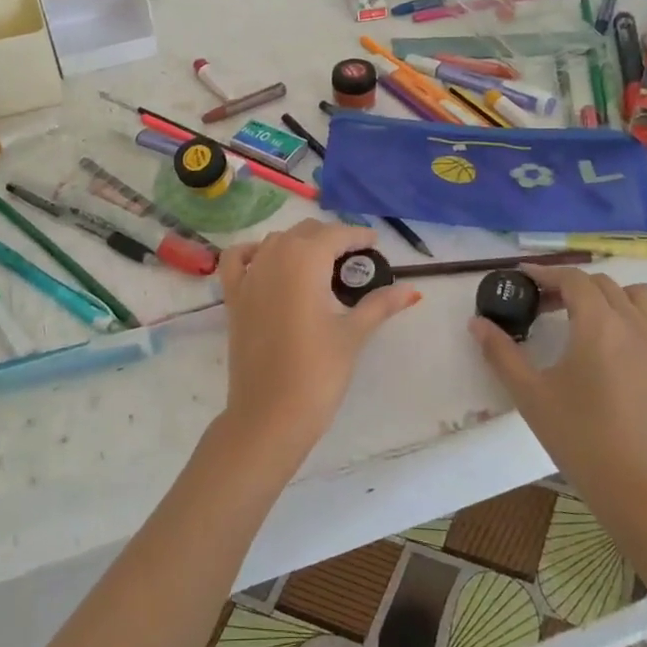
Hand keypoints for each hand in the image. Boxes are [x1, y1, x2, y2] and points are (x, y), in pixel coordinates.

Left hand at [217, 220, 420, 466]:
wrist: (269, 414)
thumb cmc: (318, 372)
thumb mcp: (353, 334)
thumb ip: (380, 305)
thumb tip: (414, 291)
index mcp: (304, 260)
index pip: (335, 235)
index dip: (357, 236)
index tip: (374, 244)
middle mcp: (273, 258)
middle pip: (305, 233)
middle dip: (330, 238)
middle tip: (354, 259)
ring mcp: (248, 277)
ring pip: (275, 242)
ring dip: (298, 243)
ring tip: (321, 264)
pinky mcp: (232, 298)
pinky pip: (237, 260)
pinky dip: (252, 253)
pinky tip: (267, 262)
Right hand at [470, 265, 646, 529]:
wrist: (634, 486)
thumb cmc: (577, 436)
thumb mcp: (529, 393)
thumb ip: (500, 353)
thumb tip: (477, 323)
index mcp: (597, 325)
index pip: (572, 279)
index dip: (545, 273)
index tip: (522, 278)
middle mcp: (632, 325)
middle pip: (602, 284)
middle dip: (569, 285)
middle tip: (542, 306)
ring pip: (640, 297)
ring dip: (611, 294)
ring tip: (587, 316)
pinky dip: (644, 321)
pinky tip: (624, 341)